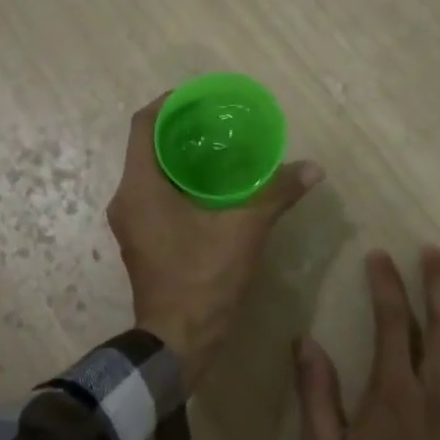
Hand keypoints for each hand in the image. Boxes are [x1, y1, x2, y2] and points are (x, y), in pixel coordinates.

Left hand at [107, 93, 322, 384]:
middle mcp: (126, 200)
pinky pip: (156, 197)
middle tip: (219, 122)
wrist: (178, 342)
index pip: (143, 126)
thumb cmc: (203, 279)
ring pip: (152, 174)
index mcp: (139, 188)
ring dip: (181, 159)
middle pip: (148, 148)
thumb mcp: (244, 232)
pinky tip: (213, 189)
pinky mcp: (141, 242)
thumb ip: (275, 194)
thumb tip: (313, 169)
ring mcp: (131, 224)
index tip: (199, 97)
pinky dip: (180, 185)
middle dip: (181, 130)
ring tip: (221, 150)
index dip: (168, 103)